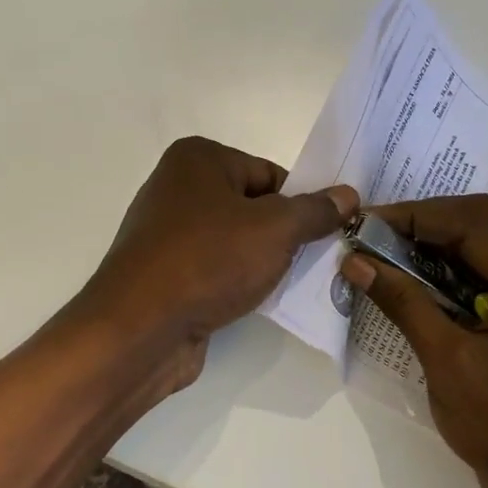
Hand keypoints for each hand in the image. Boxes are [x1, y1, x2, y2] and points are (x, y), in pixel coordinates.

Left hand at [80, 137, 357, 393]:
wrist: (139, 329)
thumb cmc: (208, 260)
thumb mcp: (275, 230)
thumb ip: (315, 211)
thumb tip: (347, 195)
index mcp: (198, 158)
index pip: (269, 174)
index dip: (300, 204)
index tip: (325, 234)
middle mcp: (177, 186)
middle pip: (252, 206)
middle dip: (283, 235)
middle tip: (314, 261)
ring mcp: (166, 232)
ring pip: (234, 240)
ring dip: (262, 261)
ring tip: (286, 284)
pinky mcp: (164, 272)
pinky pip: (214, 268)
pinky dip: (236, 281)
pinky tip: (253, 301)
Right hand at [339, 195, 487, 487]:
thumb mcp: (448, 363)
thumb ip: (404, 303)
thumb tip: (355, 261)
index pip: (478, 226)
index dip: (419, 217)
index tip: (368, 224)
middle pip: (485, 225)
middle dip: (425, 223)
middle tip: (373, 235)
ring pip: (485, 243)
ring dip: (434, 242)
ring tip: (386, 251)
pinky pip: (487, 270)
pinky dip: (447, 267)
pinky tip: (414, 276)